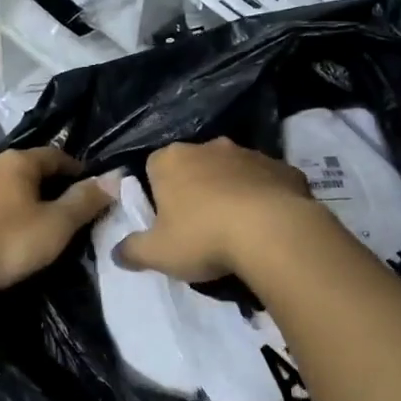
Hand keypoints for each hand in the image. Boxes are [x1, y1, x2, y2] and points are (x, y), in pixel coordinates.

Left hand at [0, 146, 113, 296]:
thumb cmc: (4, 242)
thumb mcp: (56, 225)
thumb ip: (85, 201)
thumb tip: (115, 177)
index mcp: (18, 161)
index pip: (57, 155)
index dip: (77, 170)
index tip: (91, 189)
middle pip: (28, 168)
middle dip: (48, 184)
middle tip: (65, 208)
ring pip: (4, 185)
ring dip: (20, 198)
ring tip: (34, 221)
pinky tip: (2, 231)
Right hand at [116, 138, 324, 283]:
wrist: (272, 231)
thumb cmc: (204, 237)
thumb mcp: (158, 253)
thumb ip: (132, 250)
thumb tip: (117, 252)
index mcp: (172, 160)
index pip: (154, 166)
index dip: (157, 192)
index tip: (165, 219)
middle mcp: (209, 146)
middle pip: (195, 165)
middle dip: (195, 187)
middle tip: (200, 224)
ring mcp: (249, 153)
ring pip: (233, 170)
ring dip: (232, 189)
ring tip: (237, 226)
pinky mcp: (283, 167)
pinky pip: (267, 180)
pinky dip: (265, 196)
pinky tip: (268, 223)